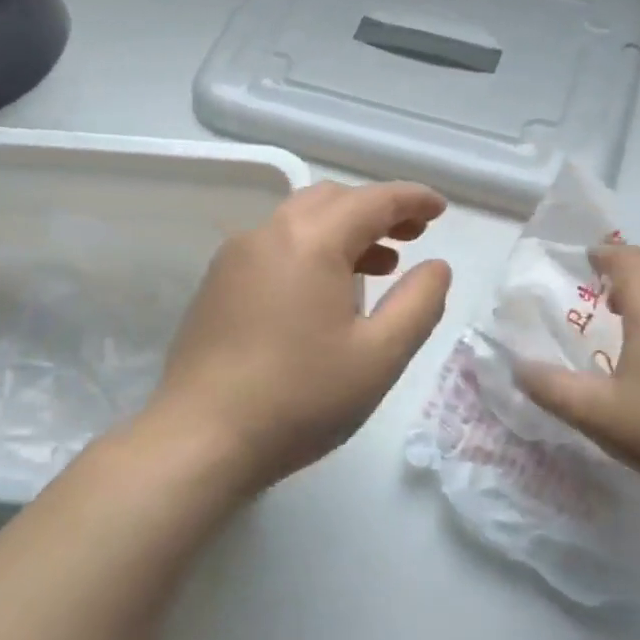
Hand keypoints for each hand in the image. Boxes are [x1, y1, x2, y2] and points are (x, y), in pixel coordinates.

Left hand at [148, 181, 451, 495]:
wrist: (200, 439)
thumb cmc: (300, 398)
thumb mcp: (379, 356)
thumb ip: (419, 303)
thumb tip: (436, 266)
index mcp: (310, 242)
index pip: (372, 201)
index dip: (412, 200)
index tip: (440, 209)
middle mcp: (268, 234)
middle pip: (331, 200)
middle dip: (376, 210)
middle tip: (412, 237)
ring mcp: (234, 258)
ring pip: (299, 221)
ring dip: (343, 230)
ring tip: (378, 265)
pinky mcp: (216, 285)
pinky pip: (274, 247)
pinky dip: (310, 250)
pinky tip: (324, 292)